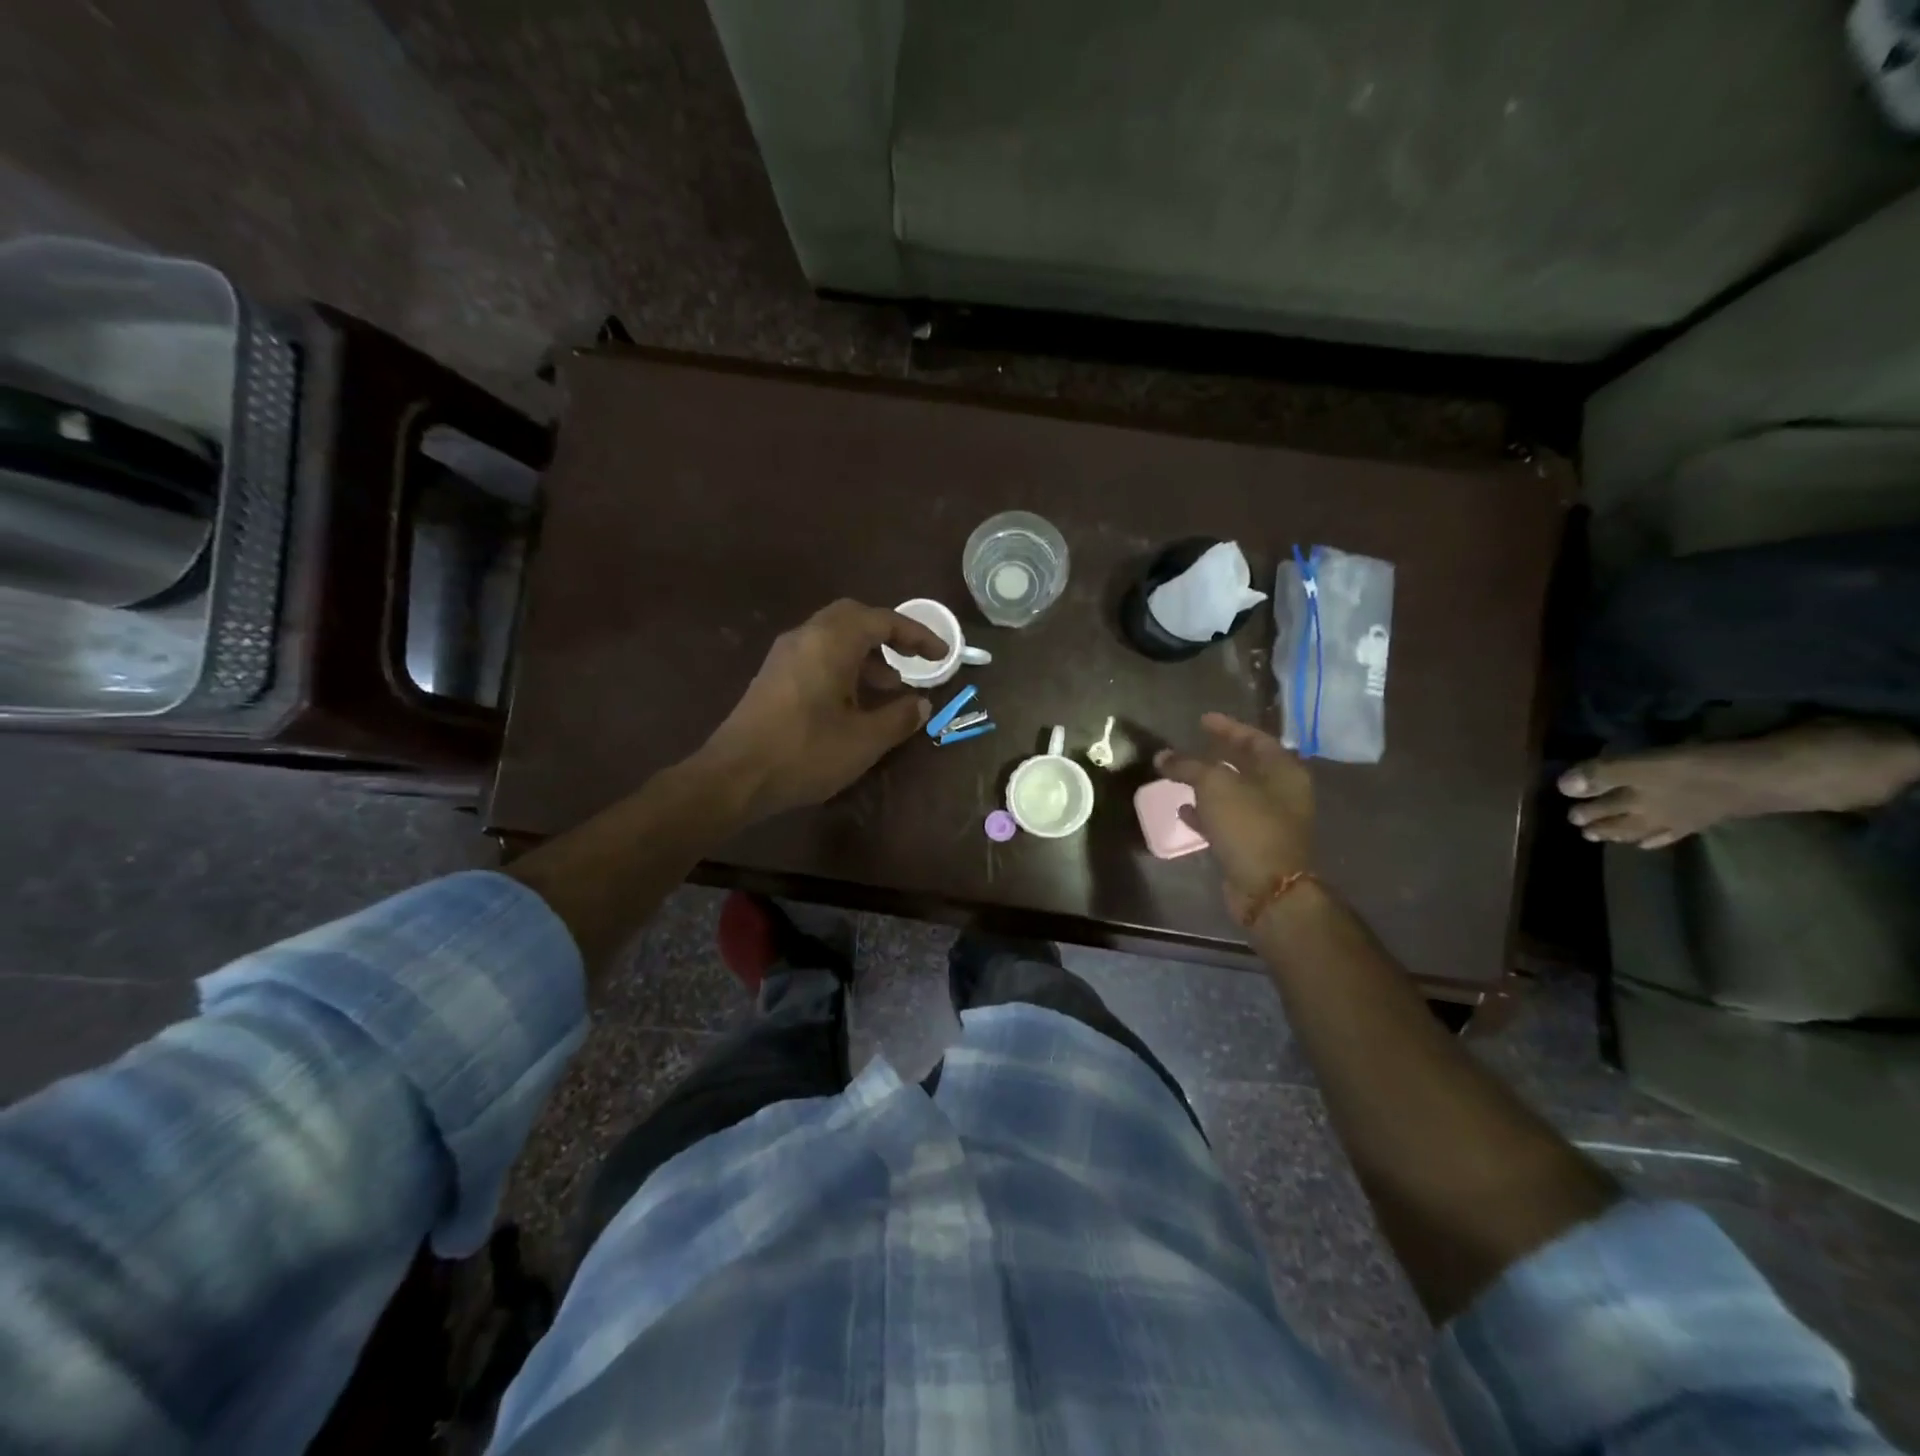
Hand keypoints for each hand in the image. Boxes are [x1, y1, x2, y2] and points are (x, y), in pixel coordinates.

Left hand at [698, 599, 945, 818]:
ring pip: (834, 637)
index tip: (942, 655)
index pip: (883, 621)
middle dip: (889, 635)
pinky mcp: (774, 676)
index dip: (917, 635)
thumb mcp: (864, 740)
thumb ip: (900, 717)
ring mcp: (785, 655)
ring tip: (890, 688)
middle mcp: (806, 637)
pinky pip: (817, 654)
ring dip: (866, 654)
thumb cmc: (805, 753)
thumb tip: (922, 704)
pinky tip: (855, 701)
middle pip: (855, 618)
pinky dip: (844, 666)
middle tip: (912, 660)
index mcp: (831, 642)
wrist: (734, 776)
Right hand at [1155, 713, 1313, 919]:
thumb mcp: (1215, 785)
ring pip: (1234, 794)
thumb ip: (1187, 766)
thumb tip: (1162, 756)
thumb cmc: (1248, 825)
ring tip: (1181, 776)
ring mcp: (1269, 821)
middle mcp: (1281, 792)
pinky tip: (1183, 811)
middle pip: (1247, 765)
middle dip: (1218, 755)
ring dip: (1209, 785)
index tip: (1202, 720)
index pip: (1255, 738)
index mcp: (1283, 770)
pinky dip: (1206, 813)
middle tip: (1193, 745)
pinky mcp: (1253, 844)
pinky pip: (1227, 821)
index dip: (1228, 727)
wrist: (1268, 887)